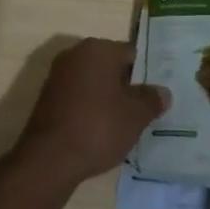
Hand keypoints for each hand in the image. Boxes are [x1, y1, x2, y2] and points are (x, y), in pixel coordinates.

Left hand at [12, 38, 168, 190]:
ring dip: (108, 98)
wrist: (49, 159)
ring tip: (124, 123)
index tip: (155, 95)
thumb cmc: (98, 127)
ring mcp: (58, 76)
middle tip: (144, 109)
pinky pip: (78, 97)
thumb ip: (152, 100)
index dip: (146, 74)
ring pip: (94, 83)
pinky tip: (100, 130)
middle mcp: (75, 54)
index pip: (131, 54)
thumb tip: (162, 92)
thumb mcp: (136, 116)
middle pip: (111, 66)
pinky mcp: (47, 98)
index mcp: (98, 49)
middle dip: (126, 85)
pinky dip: (90, 108)